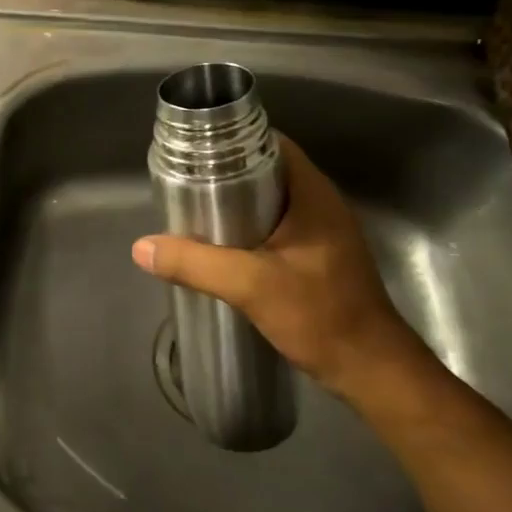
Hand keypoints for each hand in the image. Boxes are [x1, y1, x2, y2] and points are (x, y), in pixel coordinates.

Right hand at [131, 134, 431, 402]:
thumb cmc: (320, 315)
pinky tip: (219, 249)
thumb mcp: (250, 285)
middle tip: (184, 187)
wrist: (369, 369)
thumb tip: (141, 247)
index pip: (270, 145)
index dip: (232, 142)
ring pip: (269, 204)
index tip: (194, 153)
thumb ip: (195, 264)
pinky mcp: (316, 258)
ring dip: (233, 206)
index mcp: (312, 194)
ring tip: (193, 215)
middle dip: (224, 176)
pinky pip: (274, 229)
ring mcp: (320, 233)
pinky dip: (246, 231)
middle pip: (265, 173)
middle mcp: (319, 204)